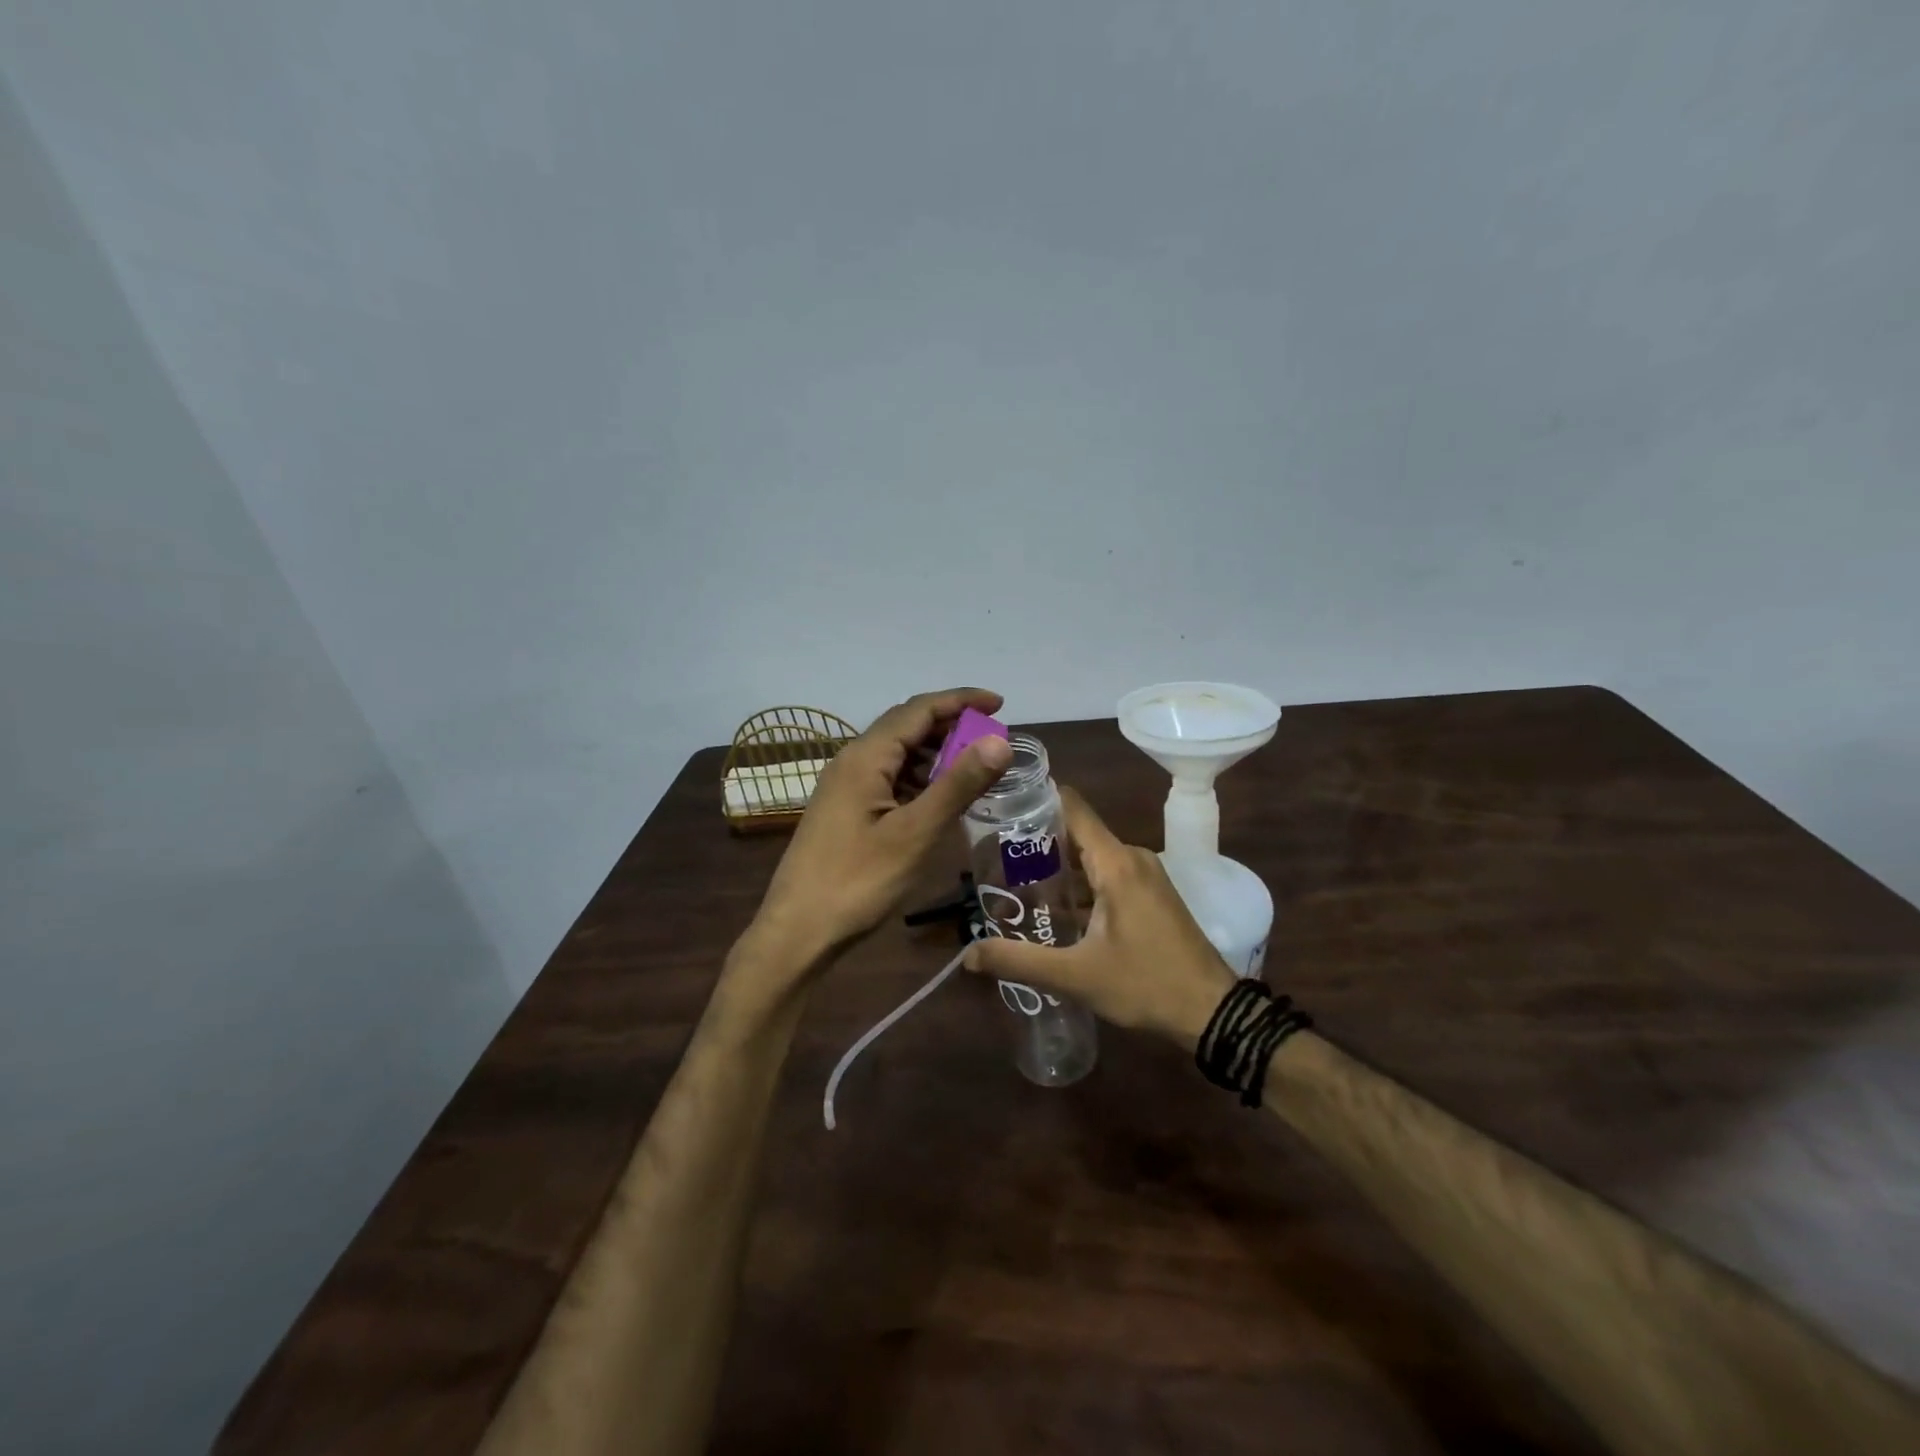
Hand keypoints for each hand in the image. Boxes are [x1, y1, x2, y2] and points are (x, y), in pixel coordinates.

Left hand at [747, 688, 1013, 976]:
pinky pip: (888, 779)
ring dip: (936, 754)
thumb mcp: (916, 833)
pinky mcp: (845, 810)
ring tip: (975, 769)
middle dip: (951, 726)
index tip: (1001, 704)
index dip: (962, 700)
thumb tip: (999, 741)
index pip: (919, 709)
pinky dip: (919, 779)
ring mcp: (845, 786)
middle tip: (993, 741)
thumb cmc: (858, 882)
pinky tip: (939, 799)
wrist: (798, 931)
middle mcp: (852, 761)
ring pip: (897, 754)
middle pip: (907, 726)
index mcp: (866, 757)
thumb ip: (958, 785)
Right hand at [963, 786, 1238, 1049]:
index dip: (1037, 800)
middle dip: (1036, 843)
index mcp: (1116, 862)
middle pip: (1077, 832)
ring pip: (1092, 857)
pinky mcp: (1152, 894)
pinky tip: (1054, 908)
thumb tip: (967, 955)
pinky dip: (1080, 884)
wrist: (1213, 1012)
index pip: (1072, 807)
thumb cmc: (1146, 985)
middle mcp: (1132, 857)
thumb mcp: (1075, 976)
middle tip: (993, 859)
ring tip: (1014, 884)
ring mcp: (1146, 875)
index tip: (1000, 807)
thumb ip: (1018, 962)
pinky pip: (1108, 874)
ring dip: (1057, 867)